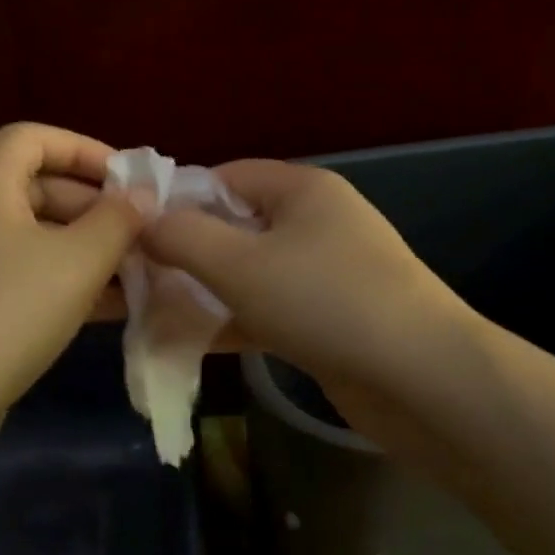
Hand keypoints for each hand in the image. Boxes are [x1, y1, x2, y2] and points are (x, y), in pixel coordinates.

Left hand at [0, 123, 143, 439]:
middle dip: (93, 208)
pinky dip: (58, 280)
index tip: (129, 179)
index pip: (33, 137)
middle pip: (35, 187)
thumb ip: (118, 220)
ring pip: (31, 237)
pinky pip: (17, 274)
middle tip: (141, 235)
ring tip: (135, 273)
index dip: (86, 149)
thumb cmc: (9, 312)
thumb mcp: (78, 261)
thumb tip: (142, 193)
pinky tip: (105, 308)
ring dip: (83, 249)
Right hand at [142, 160, 481, 432]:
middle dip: (187, 253)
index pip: (226, 177)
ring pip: (250, 275)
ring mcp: (327, 275)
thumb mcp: (240, 264)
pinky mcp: (330, 321)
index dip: (178, 201)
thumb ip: (183, 237)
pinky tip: (190, 344)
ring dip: (205, 293)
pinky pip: (269, 311)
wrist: (419, 377)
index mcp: (303, 190)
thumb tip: (141, 220)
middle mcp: (317, 223)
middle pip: (236, 226)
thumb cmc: (325, 303)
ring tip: (152, 315)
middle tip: (138, 281)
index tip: (136, 235)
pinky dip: (234, 323)